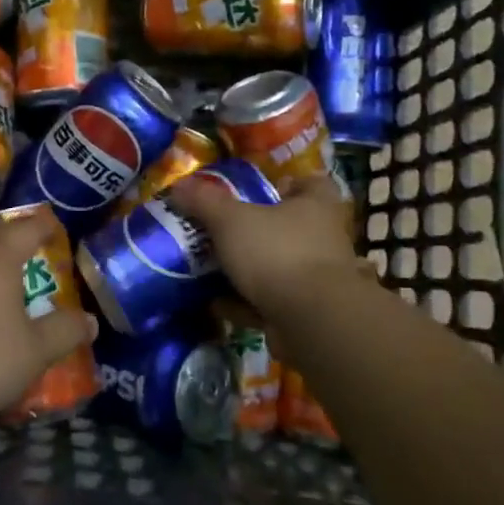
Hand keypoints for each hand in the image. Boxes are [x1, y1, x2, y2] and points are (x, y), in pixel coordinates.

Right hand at [171, 173, 369, 318]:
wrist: (311, 321)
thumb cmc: (277, 253)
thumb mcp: (231, 220)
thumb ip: (204, 201)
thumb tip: (179, 184)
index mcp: (316, 205)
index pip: (311, 183)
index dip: (287, 184)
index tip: (259, 190)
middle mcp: (324, 238)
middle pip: (290, 226)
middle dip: (258, 231)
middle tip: (222, 231)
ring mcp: (319, 279)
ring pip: (280, 266)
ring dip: (250, 271)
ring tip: (213, 269)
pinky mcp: (309, 312)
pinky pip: (273, 302)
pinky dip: (248, 304)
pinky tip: (220, 305)